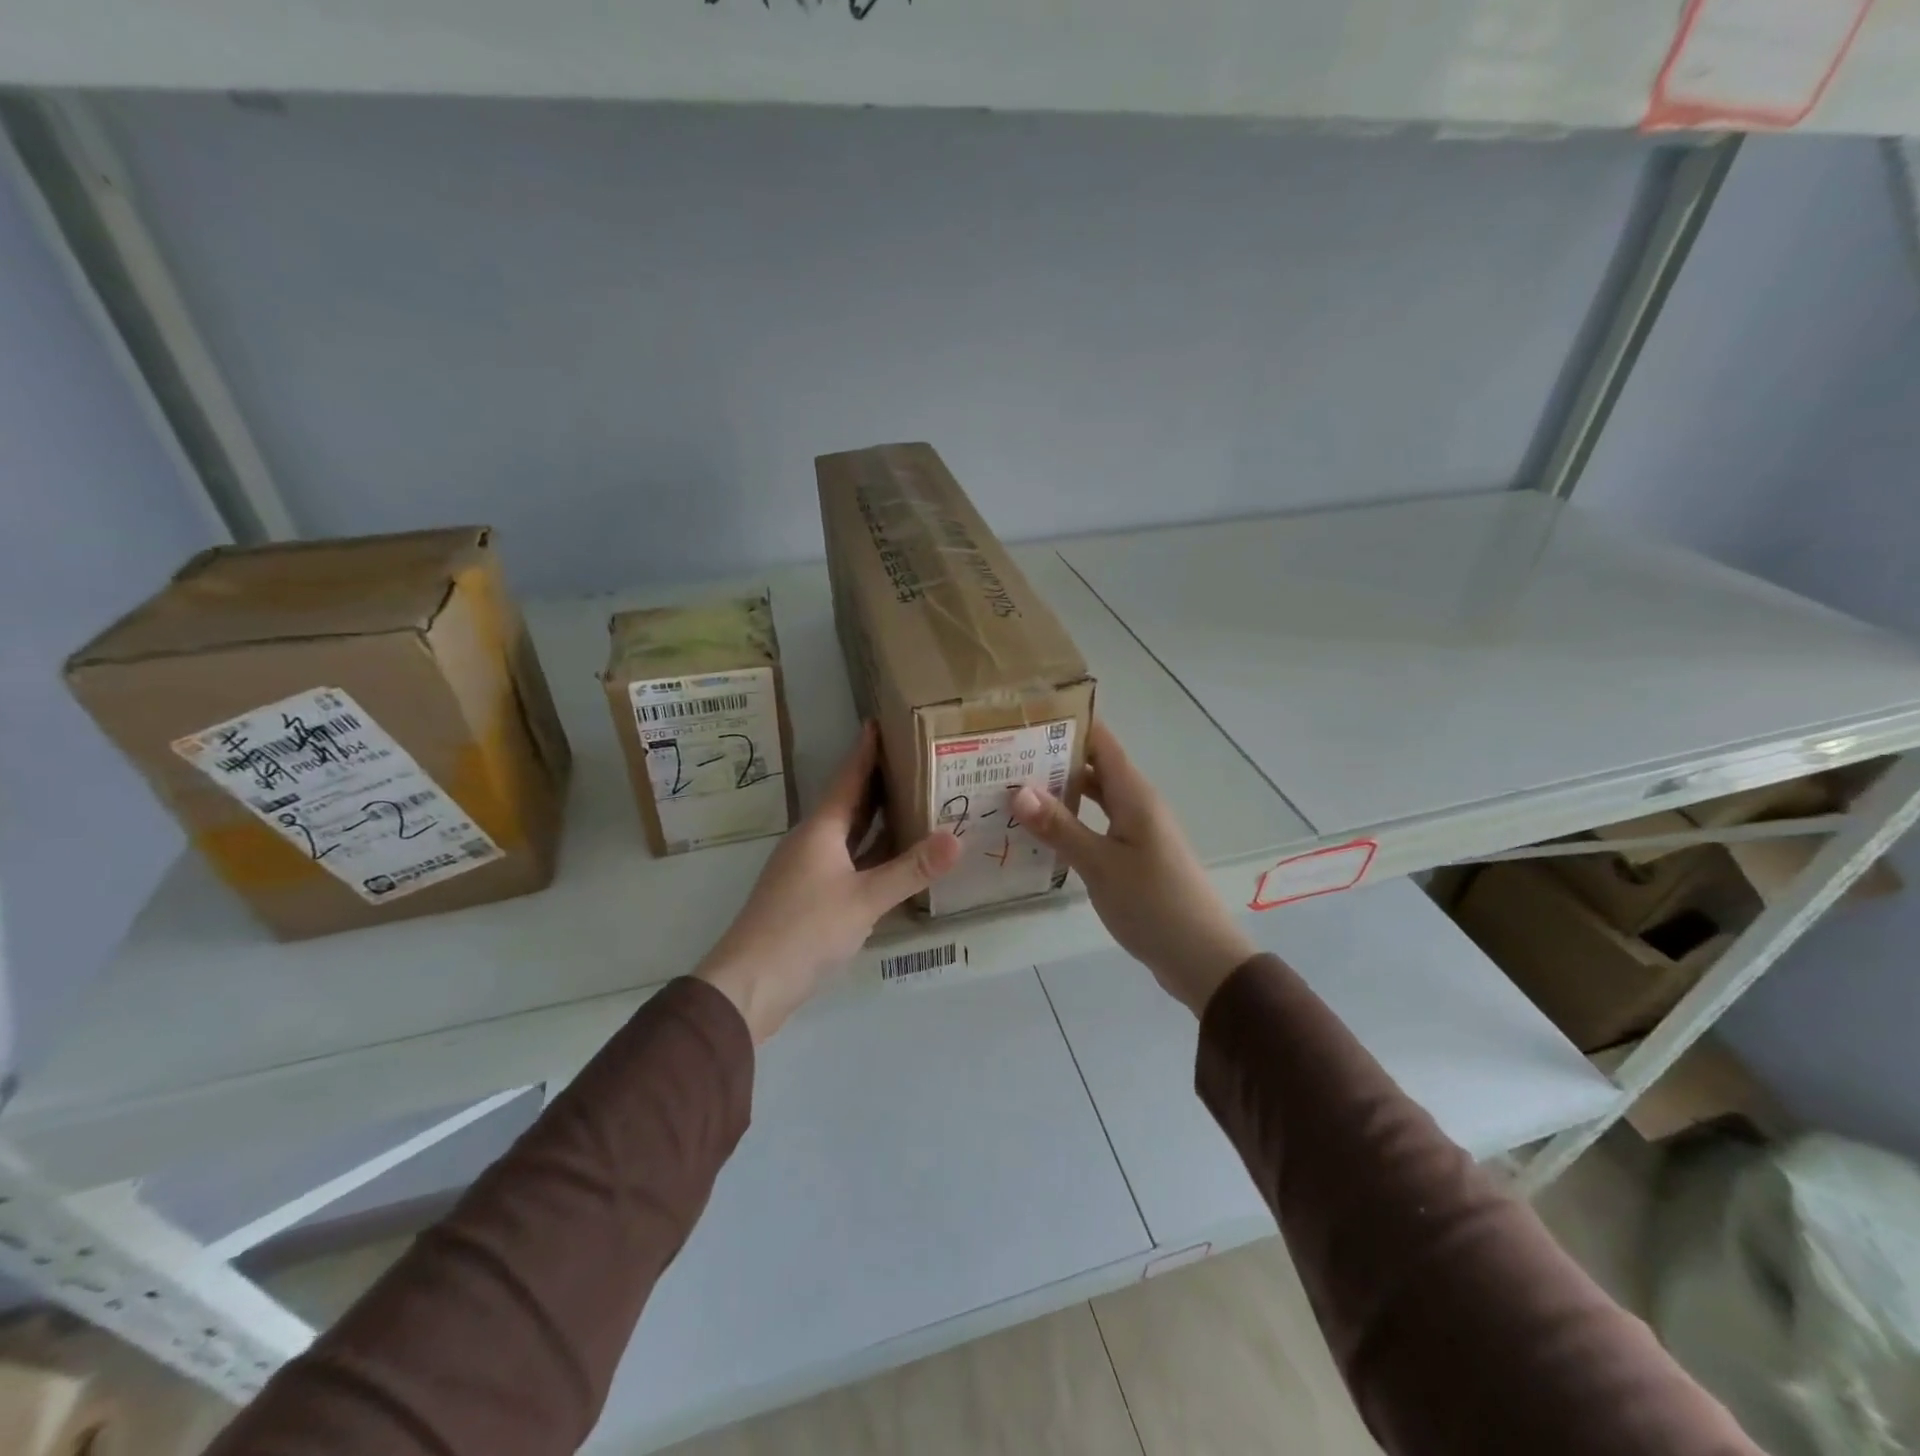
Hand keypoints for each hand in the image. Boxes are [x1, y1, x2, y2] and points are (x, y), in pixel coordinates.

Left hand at [695, 722, 961, 1042]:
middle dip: (880, 781)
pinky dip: (874, 854)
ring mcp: (810, 871)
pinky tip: (897, 859)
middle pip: (851, 802)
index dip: (866, 750)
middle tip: (917, 759)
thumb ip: (911, 870)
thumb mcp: (864, 899)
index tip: (883, 720)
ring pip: (851, 835)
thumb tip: (957, 838)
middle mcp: (814, 842)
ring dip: (879, 819)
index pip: (848, 777)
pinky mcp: (811, 898)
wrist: (751, 983)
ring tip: (916, 800)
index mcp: (821, 829)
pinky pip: (850, 862)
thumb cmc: (804, 929)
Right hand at [1013, 720, 1255, 1016]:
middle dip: (1053, 758)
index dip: (1067, 724)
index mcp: (1134, 795)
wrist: (1201, 958)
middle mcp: (1137, 804)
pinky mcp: (1134, 856)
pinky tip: (1041, 832)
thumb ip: (1060, 826)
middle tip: (1003, 755)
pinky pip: (1098, 825)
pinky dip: (1071, 822)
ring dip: (1060, 792)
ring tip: (1012, 788)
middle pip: (1094, 767)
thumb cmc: (1154, 903)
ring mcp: (1137, 831)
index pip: (1100, 741)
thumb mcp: (1101, 864)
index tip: (1024, 716)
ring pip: (1094, 798)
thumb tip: (1018, 788)